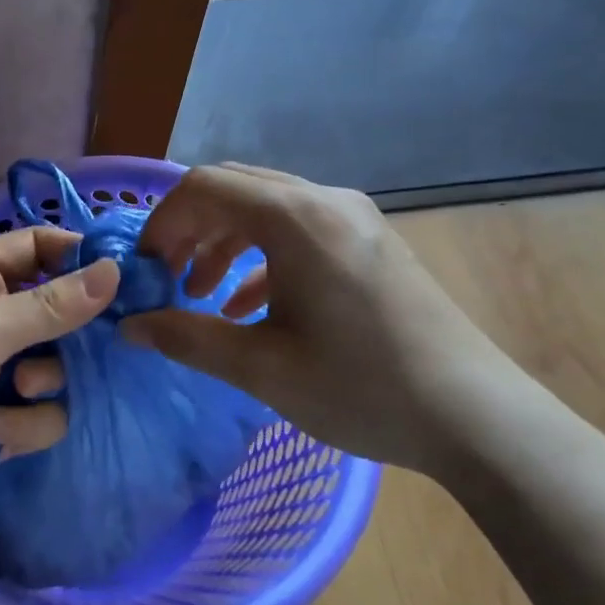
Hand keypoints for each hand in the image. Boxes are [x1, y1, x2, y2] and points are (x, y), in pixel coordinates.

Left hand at [0, 227, 120, 548]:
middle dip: (67, 336)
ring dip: (41, 386)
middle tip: (78, 349)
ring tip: (15, 397)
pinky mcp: (1, 420)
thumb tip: (115, 269)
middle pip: (59, 310)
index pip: (37, 246)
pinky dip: (22, 426)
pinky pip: (42, 414)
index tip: (124, 275)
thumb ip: (49, 305)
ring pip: (57, 367)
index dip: (78, 254)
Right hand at [123, 163, 523, 473]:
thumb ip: (187, 339)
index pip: (205, 187)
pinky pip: (300, 230)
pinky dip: (262, 256)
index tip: (144, 268)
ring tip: (200, 293)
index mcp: (296, 219)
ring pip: (267, 208)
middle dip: (190, 228)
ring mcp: (355, 218)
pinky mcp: (371, 242)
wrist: (476, 417)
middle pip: (235, 189)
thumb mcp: (262, 368)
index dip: (162, 221)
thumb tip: (129, 328)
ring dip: (224, 242)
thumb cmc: (362, 388)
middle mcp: (325, 201)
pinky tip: (248, 305)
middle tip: (166, 277)